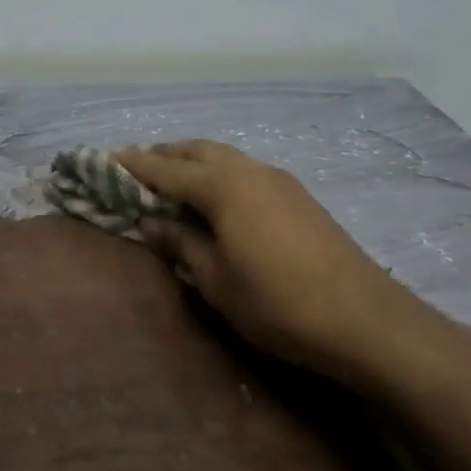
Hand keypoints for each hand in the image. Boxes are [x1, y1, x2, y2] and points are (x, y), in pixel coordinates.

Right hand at [116, 140, 433, 389]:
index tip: (104, 160)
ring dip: (193, 162)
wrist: (366, 320)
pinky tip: (217, 200)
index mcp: (222, 186)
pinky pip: (245, 170)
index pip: (164, 168)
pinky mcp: (298, 196)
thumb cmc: (278, 303)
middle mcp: (249, 170)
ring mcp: (278, 180)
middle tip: (136, 170)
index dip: (132, 165)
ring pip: (224, 157)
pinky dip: (219, 173)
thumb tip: (151, 222)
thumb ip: (180, 243)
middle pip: (196, 150)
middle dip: (163, 155)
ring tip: (172, 182)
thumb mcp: (215, 279)